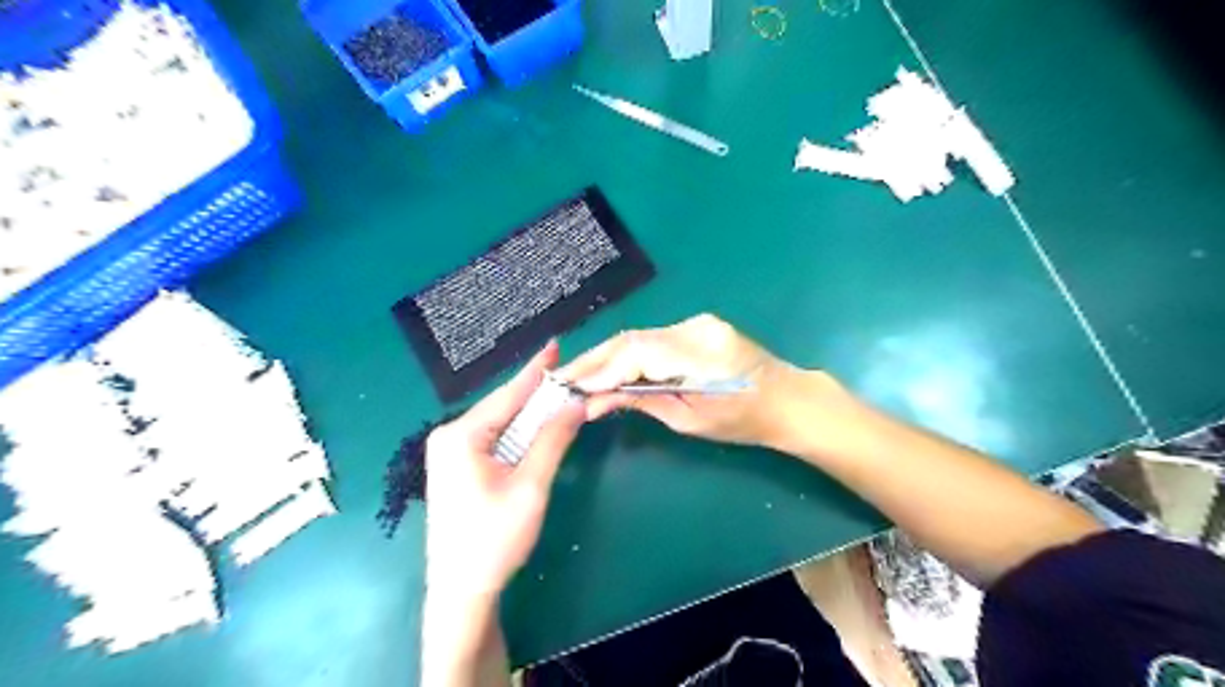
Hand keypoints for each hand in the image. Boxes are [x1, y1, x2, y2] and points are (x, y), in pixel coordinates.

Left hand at [428, 344, 587, 600]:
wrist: (461, 591)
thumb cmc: (494, 540)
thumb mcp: (530, 486)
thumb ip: (552, 440)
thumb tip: (575, 403)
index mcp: (461, 435)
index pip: (508, 394)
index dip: (536, 370)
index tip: (555, 344)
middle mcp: (449, 436)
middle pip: (503, 406)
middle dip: (537, 393)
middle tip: (567, 375)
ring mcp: (449, 452)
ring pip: (499, 423)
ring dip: (530, 414)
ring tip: (559, 396)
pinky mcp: (456, 467)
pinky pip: (492, 439)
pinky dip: (518, 433)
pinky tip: (536, 427)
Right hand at [558, 314, 815, 450]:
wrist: (787, 400)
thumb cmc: (742, 421)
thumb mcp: (689, 420)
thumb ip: (641, 402)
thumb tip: (593, 403)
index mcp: (699, 354)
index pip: (635, 354)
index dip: (599, 370)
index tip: (569, 388)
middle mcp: (695, 328)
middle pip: (632, 340)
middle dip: (595, 360)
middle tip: (564, 379)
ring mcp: (698, 322)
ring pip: (639, 337)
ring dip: (608, 357)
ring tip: (580, 376)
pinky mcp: (697, 325)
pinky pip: (654, 338)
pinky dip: (629, 354)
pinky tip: (611, 368)